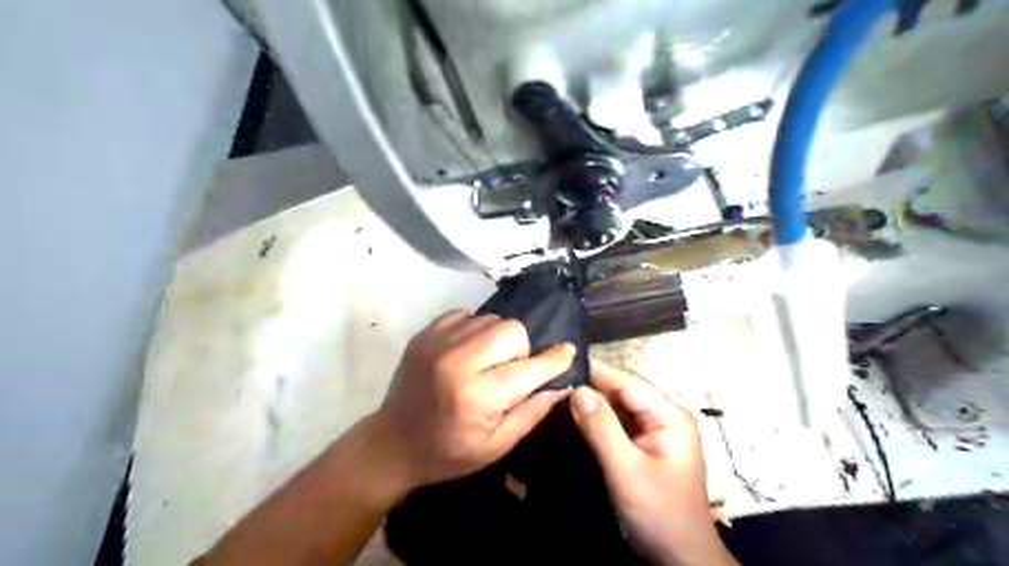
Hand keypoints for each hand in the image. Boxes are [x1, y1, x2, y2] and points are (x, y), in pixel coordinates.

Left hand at [371, 307, 575, 488]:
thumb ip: (532, 412)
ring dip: (497, 340)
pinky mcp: (425, 333)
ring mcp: (437, 342)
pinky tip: (466, 353)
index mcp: (476, 395)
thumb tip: (563, 384)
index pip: (529, 367)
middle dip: (520, 349)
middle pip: (511, 329)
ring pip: (491, 319)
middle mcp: (457, 361)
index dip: (553, 360)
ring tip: (484, 363)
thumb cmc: (448, 452)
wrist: (391, 443)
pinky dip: (474, 330)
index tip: (567, 351)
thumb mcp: (496, 445)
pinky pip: (466, 315)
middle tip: (507, 371)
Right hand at [571, 361, 738, 563]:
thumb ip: (602, 428)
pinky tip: (573, 416)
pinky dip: (596, 420)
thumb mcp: (627, 470)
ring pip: (617, 408)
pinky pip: (617, 425)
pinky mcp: (644, 447)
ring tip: (557, 393)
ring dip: (591, 403)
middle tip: (553, 380)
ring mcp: (654, 432)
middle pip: (622, 393)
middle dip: (590, 386)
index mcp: (669, 416)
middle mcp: (663, 417)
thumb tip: (577, 390)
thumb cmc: (659, 514)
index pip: (627, 382)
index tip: (562, 361)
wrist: (681, 559)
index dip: (595, 371)